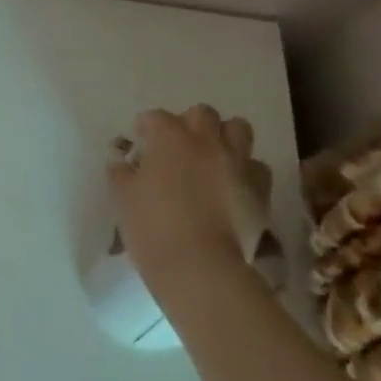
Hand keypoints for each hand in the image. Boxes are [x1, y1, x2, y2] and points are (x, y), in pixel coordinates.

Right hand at [106, 105, 273, 294]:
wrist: (199, 266)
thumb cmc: (152, 226)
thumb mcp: (122, 196)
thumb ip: (120, 171)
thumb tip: (121, 161)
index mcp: (170, 138)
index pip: (156, 117)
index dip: (146, 127)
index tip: (140, 141)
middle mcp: (206, 141)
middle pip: (202, 114)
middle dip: (189, 124)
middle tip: (178, 146)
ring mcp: (237, 163)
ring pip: (238, 129)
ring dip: (224, 137)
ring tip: (211, 158)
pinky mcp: (259, 189)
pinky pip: (256, 166)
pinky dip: (245, 170)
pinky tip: (233, 185)